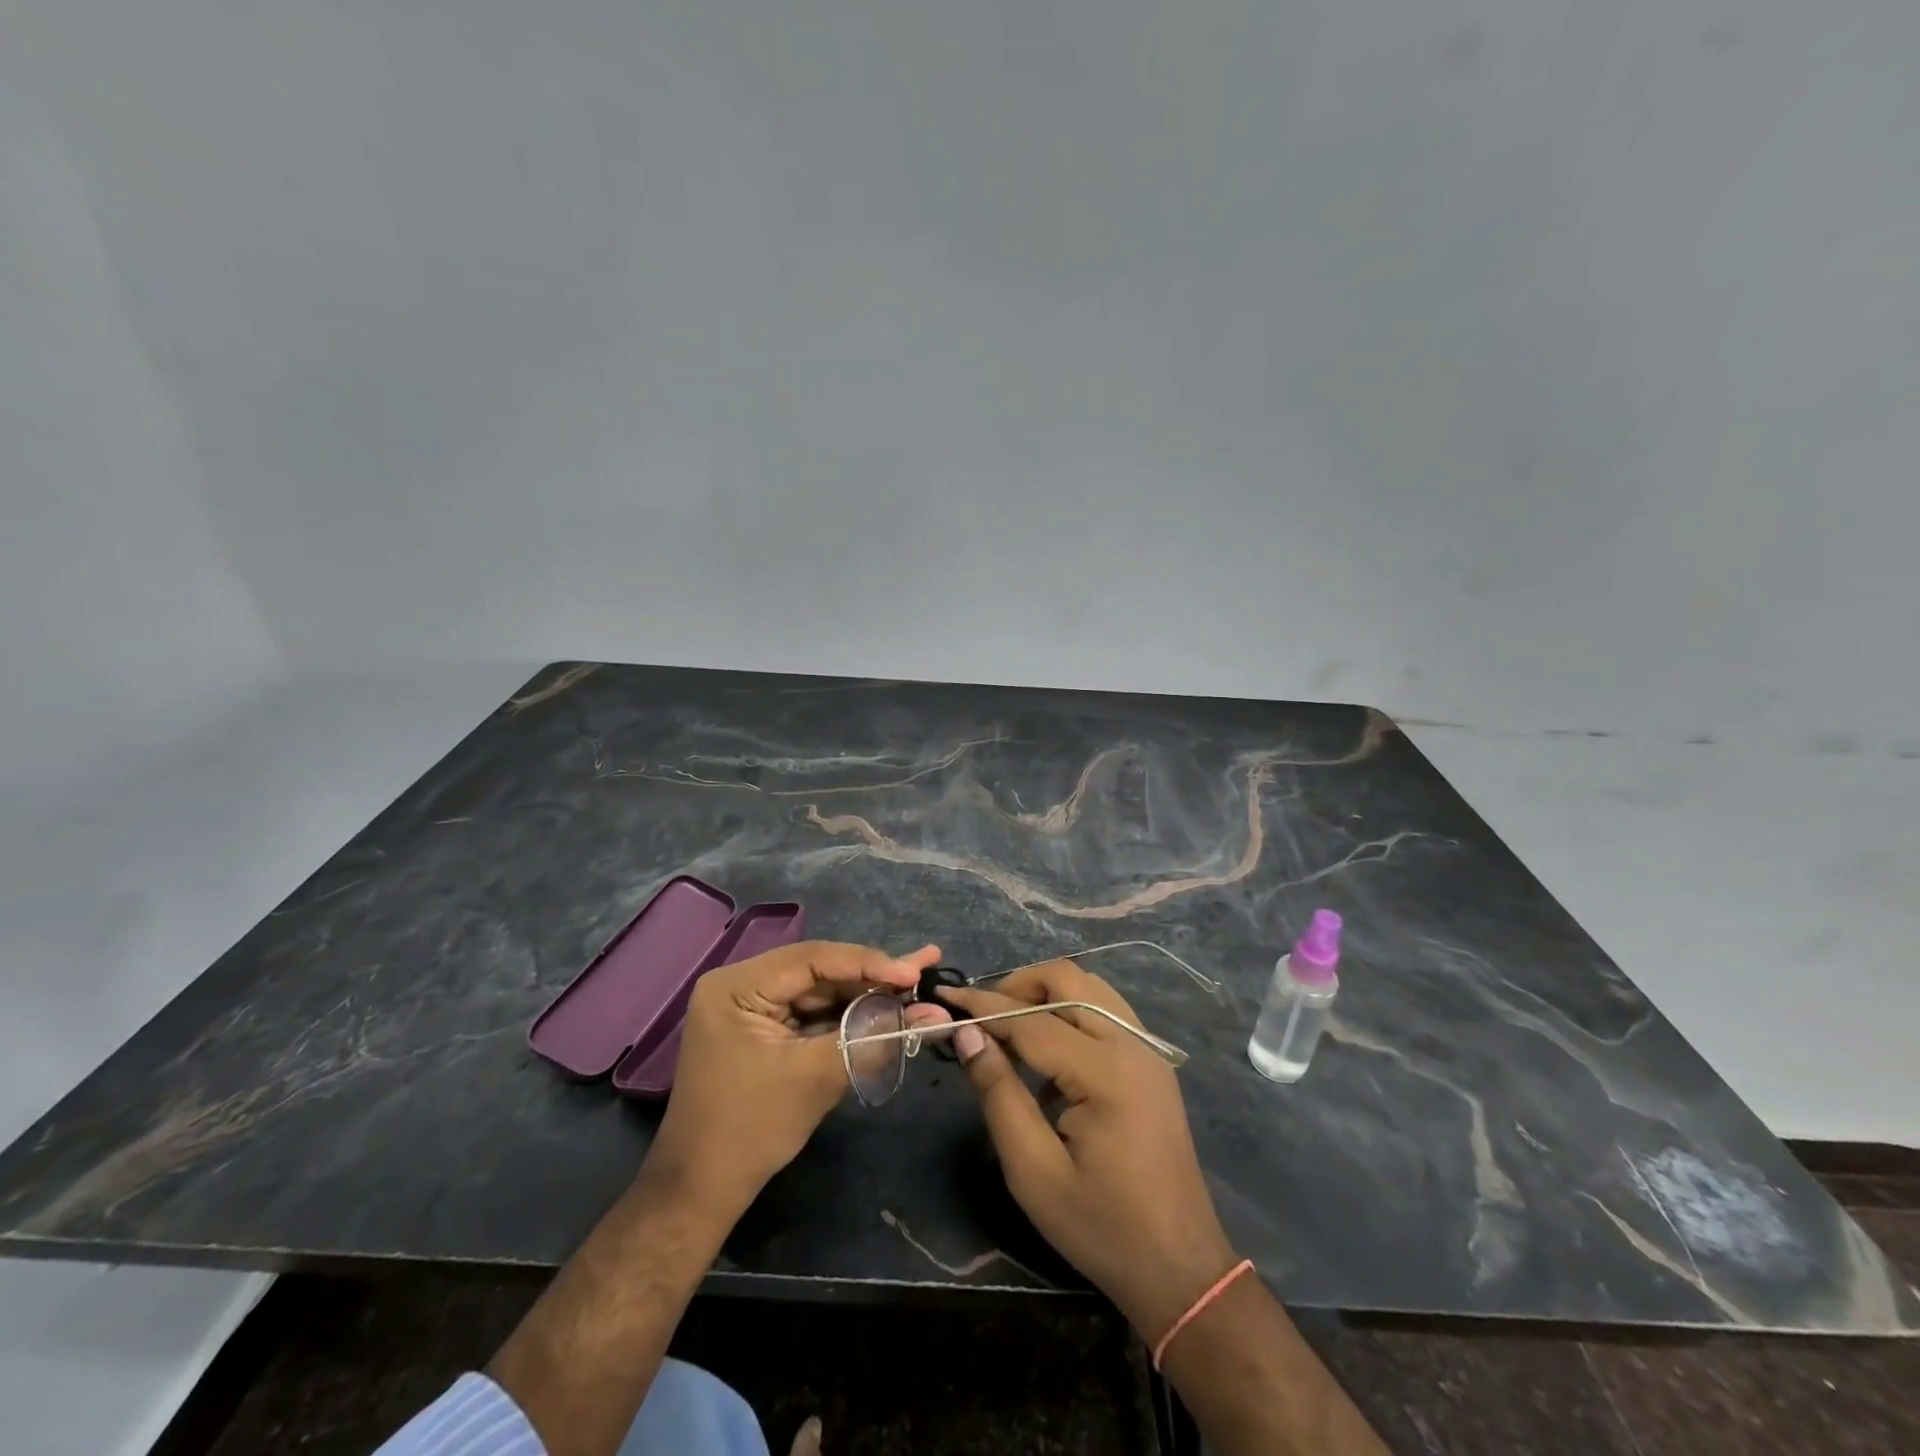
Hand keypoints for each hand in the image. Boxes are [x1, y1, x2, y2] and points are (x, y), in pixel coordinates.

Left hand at [648, 940, 942, 1216]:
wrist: (700, 1191)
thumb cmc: (751, 1129)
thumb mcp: (816, 1077)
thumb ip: (874, 1037)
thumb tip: (932, 1014)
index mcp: (737, 985)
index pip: (814, 958)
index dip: (869, 963)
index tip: (915, 973)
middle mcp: (741, 984)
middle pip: (819, 970)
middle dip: (873, 975)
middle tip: (925, 964)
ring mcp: (751, 1006)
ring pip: (820, 989)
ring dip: (866, 992)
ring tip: (916, 981)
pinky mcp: (763, 1028)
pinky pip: (811, 1011)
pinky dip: (847, 1013)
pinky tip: (886, 1005)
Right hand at [941, 962, 1239, 1342]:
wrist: (1180, 1267)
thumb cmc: (1101, 1228)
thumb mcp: (1034, 1172)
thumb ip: (998, 1094)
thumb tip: (967, 1034)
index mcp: (1106, 1072)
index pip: (1032, 1020)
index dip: (984, 1006)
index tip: (945, 997)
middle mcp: (1132, 1044)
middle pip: (1068, 979)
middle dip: (1018, 985)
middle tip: (981, 1016)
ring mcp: (1147, 1048)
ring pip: (1088, 986)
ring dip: (1045, 993)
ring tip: (1008, 1026)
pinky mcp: (1152, 1060)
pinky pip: (1105, 1009)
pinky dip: (1070, 1010)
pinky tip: (1048, 1053)